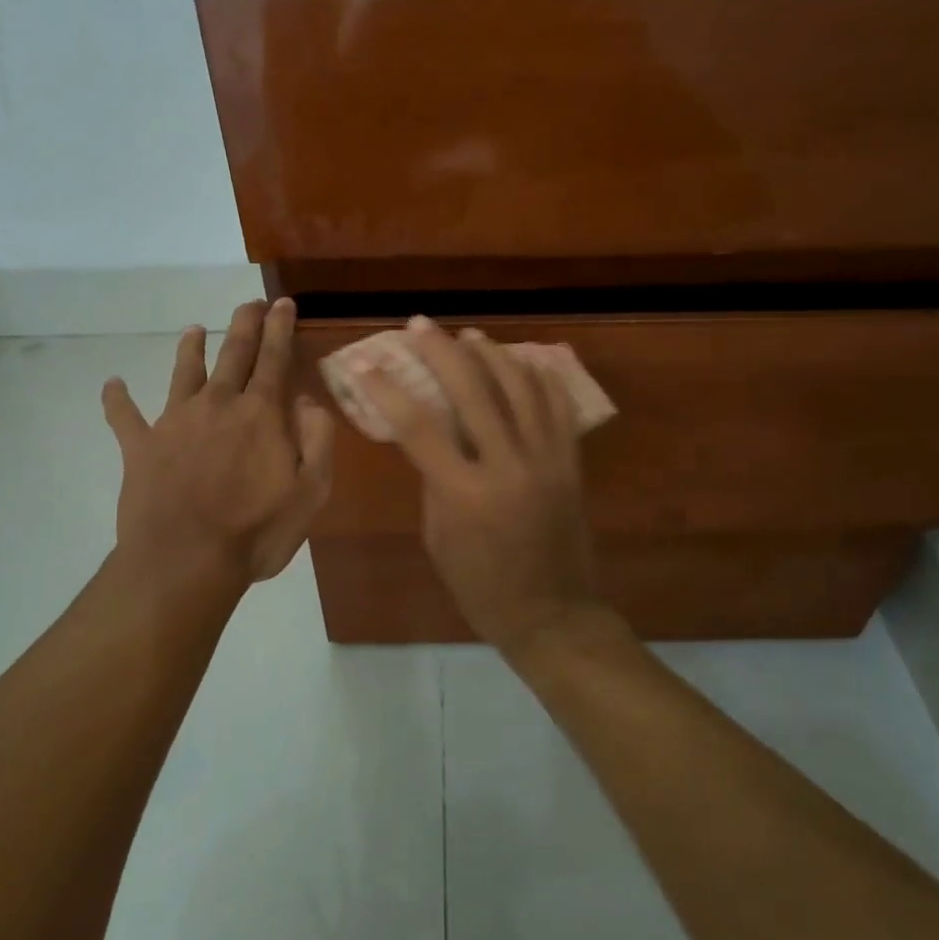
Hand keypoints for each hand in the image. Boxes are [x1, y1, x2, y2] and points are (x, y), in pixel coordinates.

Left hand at [103, 298, 333, 598]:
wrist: (185, 562)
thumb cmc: (256, 531)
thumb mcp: (310, 490)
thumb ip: (316, 439)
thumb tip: (307, 399)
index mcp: (260, 413)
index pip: (274, 358)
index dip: (280, 327)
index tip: (282, 303)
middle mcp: (218, 404)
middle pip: (233, 353)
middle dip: (244, 324)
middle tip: (250, 303)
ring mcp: (174, 422)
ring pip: (184, 373)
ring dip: (191, 348)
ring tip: (194, 329)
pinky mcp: (140, 447)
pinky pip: (124, 416)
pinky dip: (117, 398)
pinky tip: (112, 383)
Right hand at [353, 318, 605, 657]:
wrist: (553, 614)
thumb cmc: (482, 587)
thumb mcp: (439, 538)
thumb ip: (433, 480)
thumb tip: (430, 436)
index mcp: (465, 493)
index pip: (419, 426)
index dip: (388, 389)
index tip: (366, 363)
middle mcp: (508, 466)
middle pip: (473, 391)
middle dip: (441, 351)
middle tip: (420, 326)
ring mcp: (547, 460)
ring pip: (520, 388)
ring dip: (492, 354)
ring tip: (468, 336)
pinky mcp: (572, 463)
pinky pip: (559, 408)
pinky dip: (541, 377)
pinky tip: (525, 358)